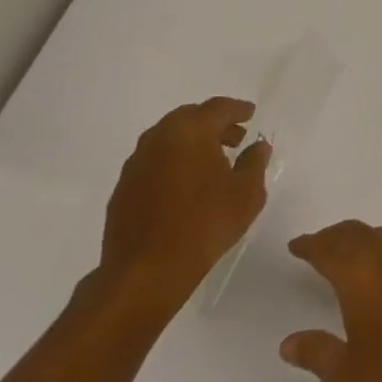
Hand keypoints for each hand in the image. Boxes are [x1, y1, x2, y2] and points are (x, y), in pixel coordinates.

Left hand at [98, 98, 269, 318]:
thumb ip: (255, 162)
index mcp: (190, 130)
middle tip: (235, 138)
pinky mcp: (123, 188)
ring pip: (169, 139)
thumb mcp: (247, 193)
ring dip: (192, 143)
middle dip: (214, 124)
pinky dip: (173, 162)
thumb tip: (257, 146)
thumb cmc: (204, 224)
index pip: (218, 108)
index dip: (238, 110)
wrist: (145, 273)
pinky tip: (186, 185)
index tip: (251, 114)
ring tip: (213, 162)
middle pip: (190, 118)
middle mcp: (159, 137)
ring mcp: (136, 163)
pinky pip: (155, 161)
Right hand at [280, 222, 381, 381]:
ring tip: (347, 252)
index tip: (296, 245)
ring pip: (379, 235)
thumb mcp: (346, 375)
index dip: (309, 245)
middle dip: (332, 236)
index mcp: (358, 274)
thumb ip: (316, 355)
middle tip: (317, 244)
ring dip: (359, 238)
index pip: (327, 249)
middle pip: (353, 233)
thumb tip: (289, 343)